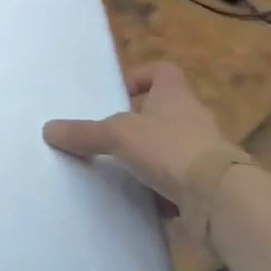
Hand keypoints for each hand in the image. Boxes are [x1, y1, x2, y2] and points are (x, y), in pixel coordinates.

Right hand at [44, 61, 249, 245]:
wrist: (221, 199)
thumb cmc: (170, 149)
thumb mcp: (117, 135)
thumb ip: (84, 133)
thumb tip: (48, 130)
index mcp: (176, 96)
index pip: (163, 71)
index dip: (141, 76)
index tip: (119, 93)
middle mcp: (195, 119)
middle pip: (166, 111)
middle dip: (140, 124)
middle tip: (112, 137)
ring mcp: (207, 153)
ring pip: (173, 148)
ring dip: (151, 158)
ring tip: (122, 170)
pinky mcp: (211, 186)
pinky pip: (181, 182)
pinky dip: (163, 189)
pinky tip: (142, 200)